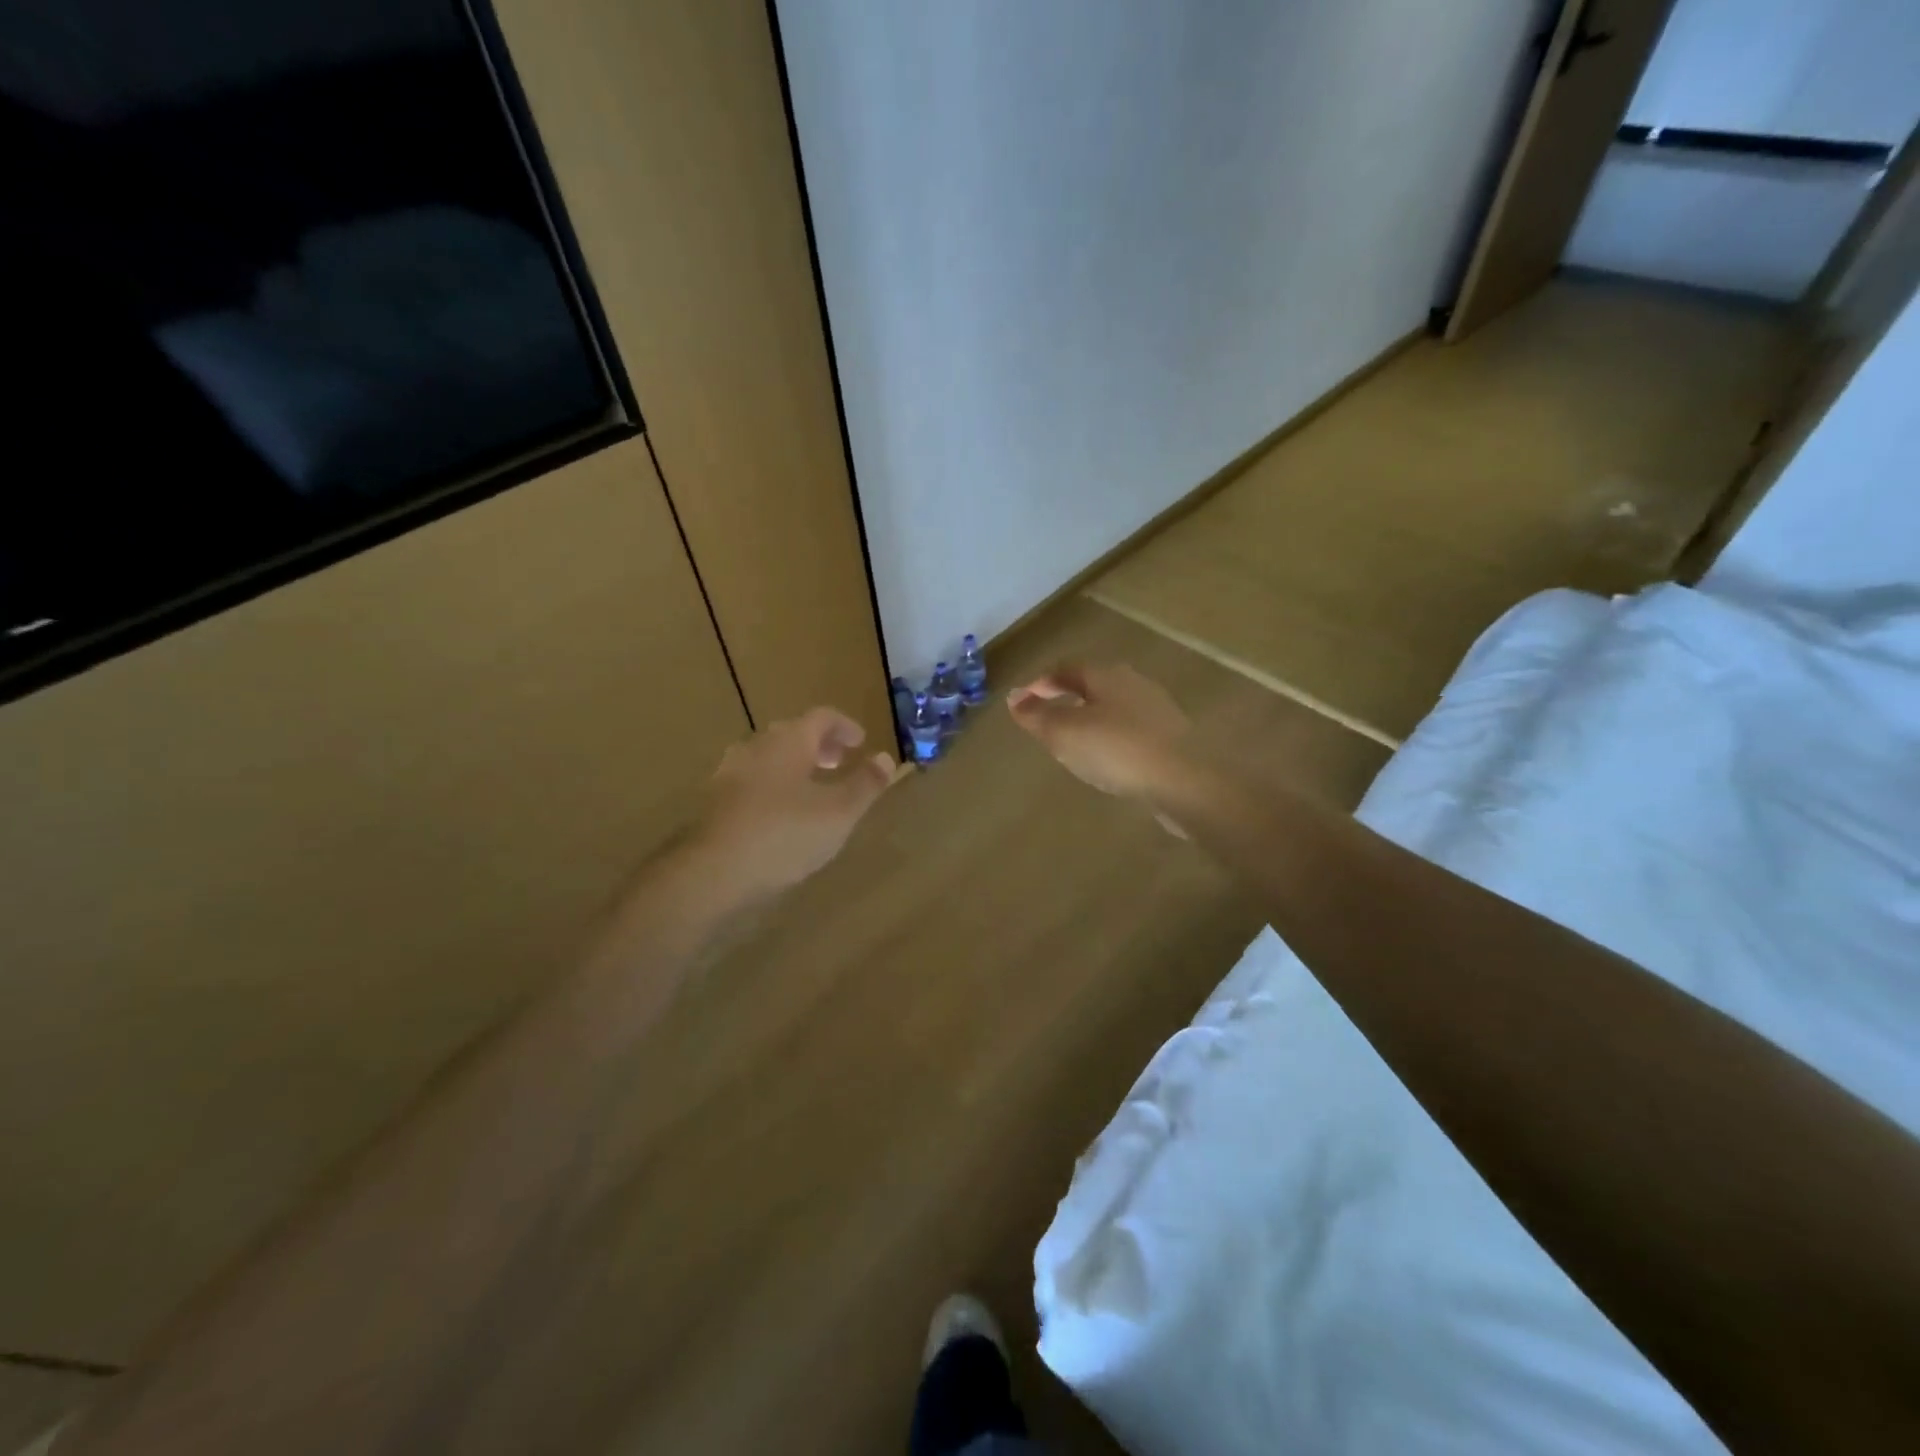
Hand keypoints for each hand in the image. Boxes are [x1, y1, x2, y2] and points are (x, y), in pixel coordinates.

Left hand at [692, 708, 904, 898]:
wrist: (712, 871)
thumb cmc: (784, 834)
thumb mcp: (839, 812)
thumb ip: (865, 784)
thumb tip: (886, 758)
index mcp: (788, 741)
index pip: (821, 717)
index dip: (845, 726)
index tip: (861, 742)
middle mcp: (756, 747)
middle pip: (793, 733)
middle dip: (820, 745)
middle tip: (840, 763)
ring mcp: (730, 772)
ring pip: (770, 757)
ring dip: (796, 765)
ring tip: (813, 790)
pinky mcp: (715, 800)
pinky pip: (753, 780)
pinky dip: (775, 785)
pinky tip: (782, 814)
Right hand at [1007, 662, 1189, 799]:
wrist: (1184, 781)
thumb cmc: (1117, 750)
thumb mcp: (1064, 733)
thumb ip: (1037, 715)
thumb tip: (1014, 697)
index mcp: (1106, 675)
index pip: (1065, 670)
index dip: (1041, 685)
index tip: (1023, 703)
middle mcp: (1133, 684)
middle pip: (1092, 686)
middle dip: (1067, 700)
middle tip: (1047, 722)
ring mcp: (1157, 710)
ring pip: (1113, 709)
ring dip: (1091, 721)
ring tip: (1074, 745)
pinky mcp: (1171, 738)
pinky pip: (1131, 732)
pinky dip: (1112, 740)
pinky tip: (1108, 761)